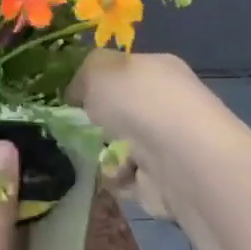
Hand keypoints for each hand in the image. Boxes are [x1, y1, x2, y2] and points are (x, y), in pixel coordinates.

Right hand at [70, 50, 207, 220]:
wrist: (179, 159)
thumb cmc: (139, 103)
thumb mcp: (99, 69)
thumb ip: (83, 74)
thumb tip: (78, 92)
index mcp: (158, 70)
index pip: (125, 71)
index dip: (97, 81)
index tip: (71, 95)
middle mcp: (167, 104)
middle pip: (122, 112)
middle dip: (97, 122)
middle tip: (72, 128)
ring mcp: (167, 144)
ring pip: (121, 147)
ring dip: (103, 154)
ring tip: (91, 155)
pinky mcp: (163, 180)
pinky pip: (126, 179)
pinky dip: (115, 179)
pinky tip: (114, 175)